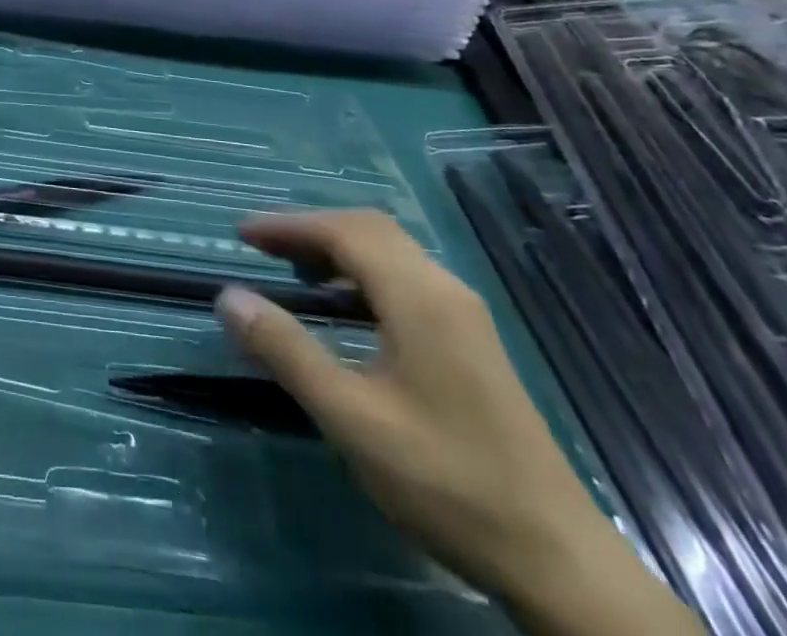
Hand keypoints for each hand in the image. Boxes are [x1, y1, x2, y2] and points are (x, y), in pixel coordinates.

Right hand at [215, 212, 618, 607]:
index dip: (288, 225)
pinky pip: (406, 278)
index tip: (241, 235)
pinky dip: (363, 273)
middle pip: (370, 230)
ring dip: (338, 249)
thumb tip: (228, 297)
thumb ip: (287, 351)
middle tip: (263, 250)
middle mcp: (444, 290)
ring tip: (295, 273)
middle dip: (311, 230)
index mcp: (419, 297)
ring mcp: (464, 315)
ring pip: (391, 252)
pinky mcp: (471, 341)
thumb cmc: (446, 481)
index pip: (344, 231)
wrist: (558, 560)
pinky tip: (346, 310)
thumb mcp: (351, 417)